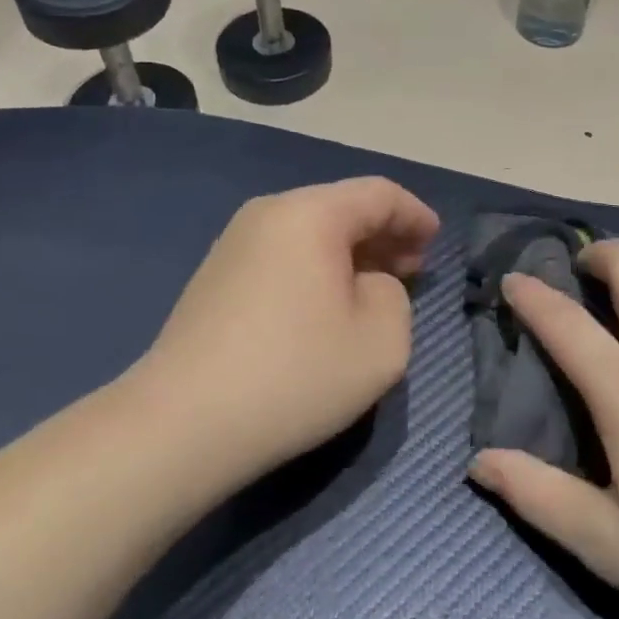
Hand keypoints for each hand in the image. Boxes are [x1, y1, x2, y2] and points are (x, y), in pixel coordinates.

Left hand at [138, 178, 439, 489]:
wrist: (182, 424)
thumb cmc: (295, 374)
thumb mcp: (382, 339)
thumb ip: (395, 295)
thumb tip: (367, 284)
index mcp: (311, 213)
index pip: (379, 194)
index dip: (415, 215)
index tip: (436, 241)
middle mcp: (269, 213)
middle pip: (341, 208)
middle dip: (384, 235)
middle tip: (412, 269)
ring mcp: (234, 243)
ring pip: (310, 232)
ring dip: (350, 254)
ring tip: (374, 289)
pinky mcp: (215, 277)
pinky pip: (283, 255)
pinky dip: (316, 268)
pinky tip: (326, 306)